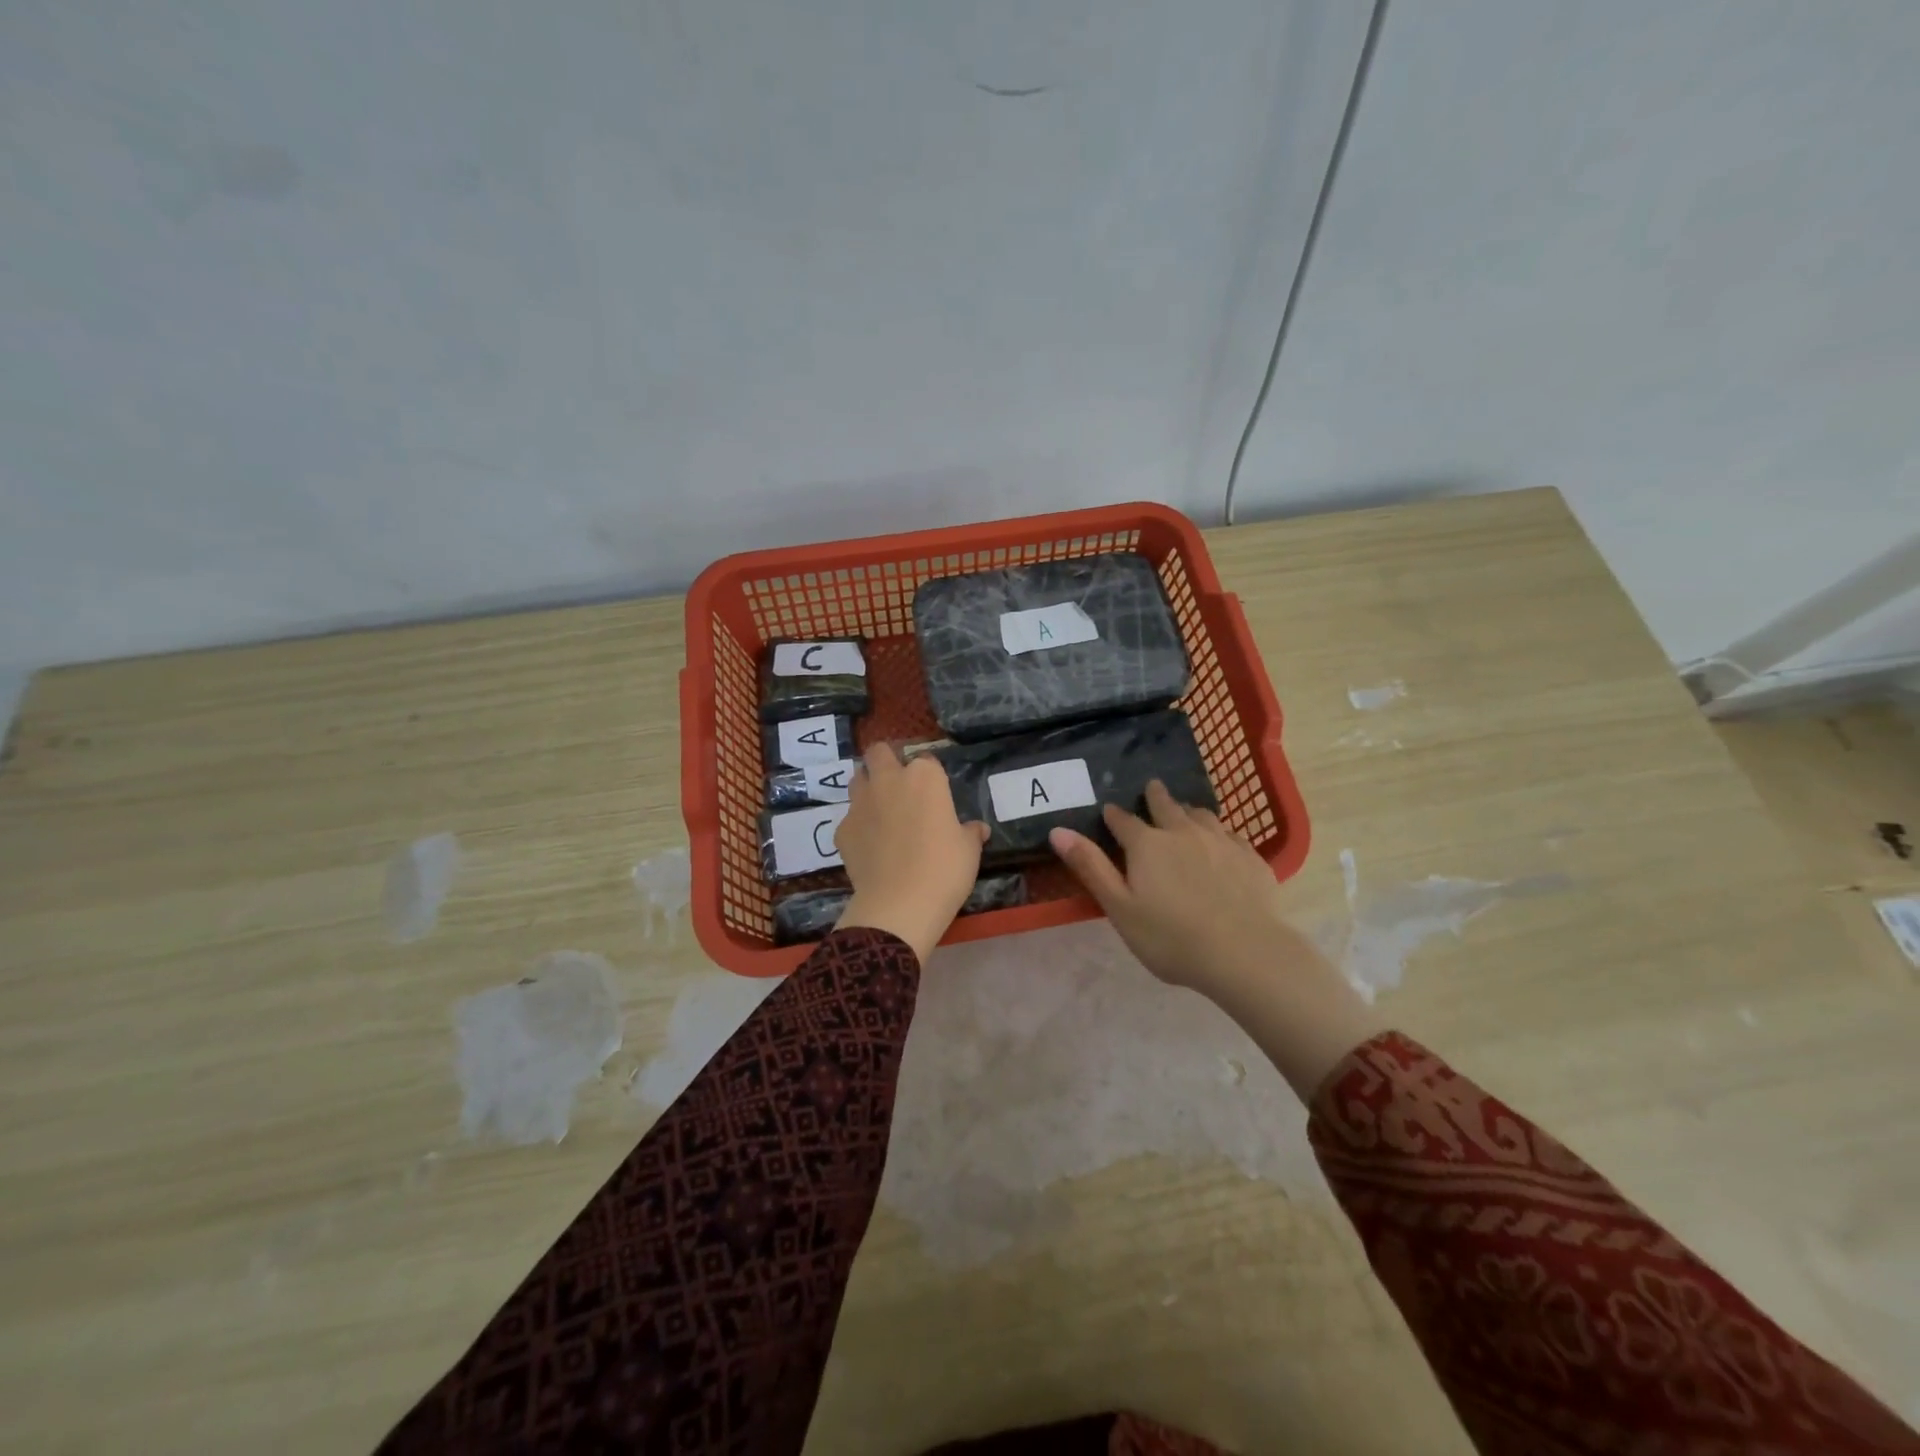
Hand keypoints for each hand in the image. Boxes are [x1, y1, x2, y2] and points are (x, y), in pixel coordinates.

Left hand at [834, 743, 989, 962]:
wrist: (900, 905)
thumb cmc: (944, 869)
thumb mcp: (969, 850)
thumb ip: (971, 832)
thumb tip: (978, 829)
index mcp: (924, 777)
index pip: (926, 759)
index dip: (929, 774)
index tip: (934, 792)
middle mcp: (889, 781)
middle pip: (879, 753)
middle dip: (885, 761)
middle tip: (898, 784)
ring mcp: (860, 804)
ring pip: (857, 779)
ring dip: (868, 787)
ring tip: (881, 810)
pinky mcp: (842, 829)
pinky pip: (850, 818)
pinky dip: (858, 826)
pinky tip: (870, 846)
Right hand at [1050, 781, 1377, 1097]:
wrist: (1245, 953)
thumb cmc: (1171, 937)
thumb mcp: (1119, 907)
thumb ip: (1091, 867)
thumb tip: (1058, 830)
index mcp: (1147, 844)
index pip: (1123, 821)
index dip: (1114, 816)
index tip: (1110, 811)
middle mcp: (1183, 831)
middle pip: (1166, 806)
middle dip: (1155, 796)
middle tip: (1152, 788)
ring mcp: (1221, 841)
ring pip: (1201, 814)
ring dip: (1188, 811)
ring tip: (1185, 812)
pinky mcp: (1251, 857)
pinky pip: (1231, 834)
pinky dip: (1219, 832)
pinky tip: (1222, 841)